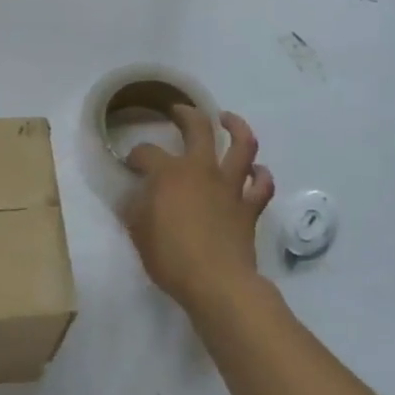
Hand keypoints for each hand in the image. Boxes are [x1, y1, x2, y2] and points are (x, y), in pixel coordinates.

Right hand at [122, 107, 274, 313]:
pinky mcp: (250, 207)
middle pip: (198, 128)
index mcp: (169, 173)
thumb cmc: (170, 257)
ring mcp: (230, 186)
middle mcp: (202, 169)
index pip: (146, 153)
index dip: (136, 156)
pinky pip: (263, 184)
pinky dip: (261, 174)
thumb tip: (135, 194)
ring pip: (242, 145)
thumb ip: (135, 208)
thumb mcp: (138, 232)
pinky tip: (256, 170)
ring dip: (236, 126)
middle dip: (186, 114)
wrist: (216, 283)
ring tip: (227, 119)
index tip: (131, 164)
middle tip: (179, 111)